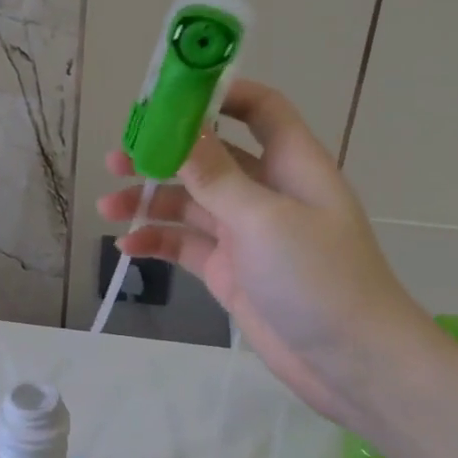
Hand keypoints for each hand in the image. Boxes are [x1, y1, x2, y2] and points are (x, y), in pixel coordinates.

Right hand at [98, 78, 436, 430]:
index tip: (170, 97)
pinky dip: (158, 242)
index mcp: (290, 166)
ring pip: (189, 203)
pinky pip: (186, 245)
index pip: (259, 110)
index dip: (219, 95)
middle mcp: (266, 192)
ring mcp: (246, 234)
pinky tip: (128, 248)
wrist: (349, 362)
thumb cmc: (318, 278)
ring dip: (149, 201)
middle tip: (117, 159)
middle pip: (209, 157)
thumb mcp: (263, 219)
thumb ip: (216, 176)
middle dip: (163, 155)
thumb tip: (178, 129)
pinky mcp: (230, 271)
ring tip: (108, 208)